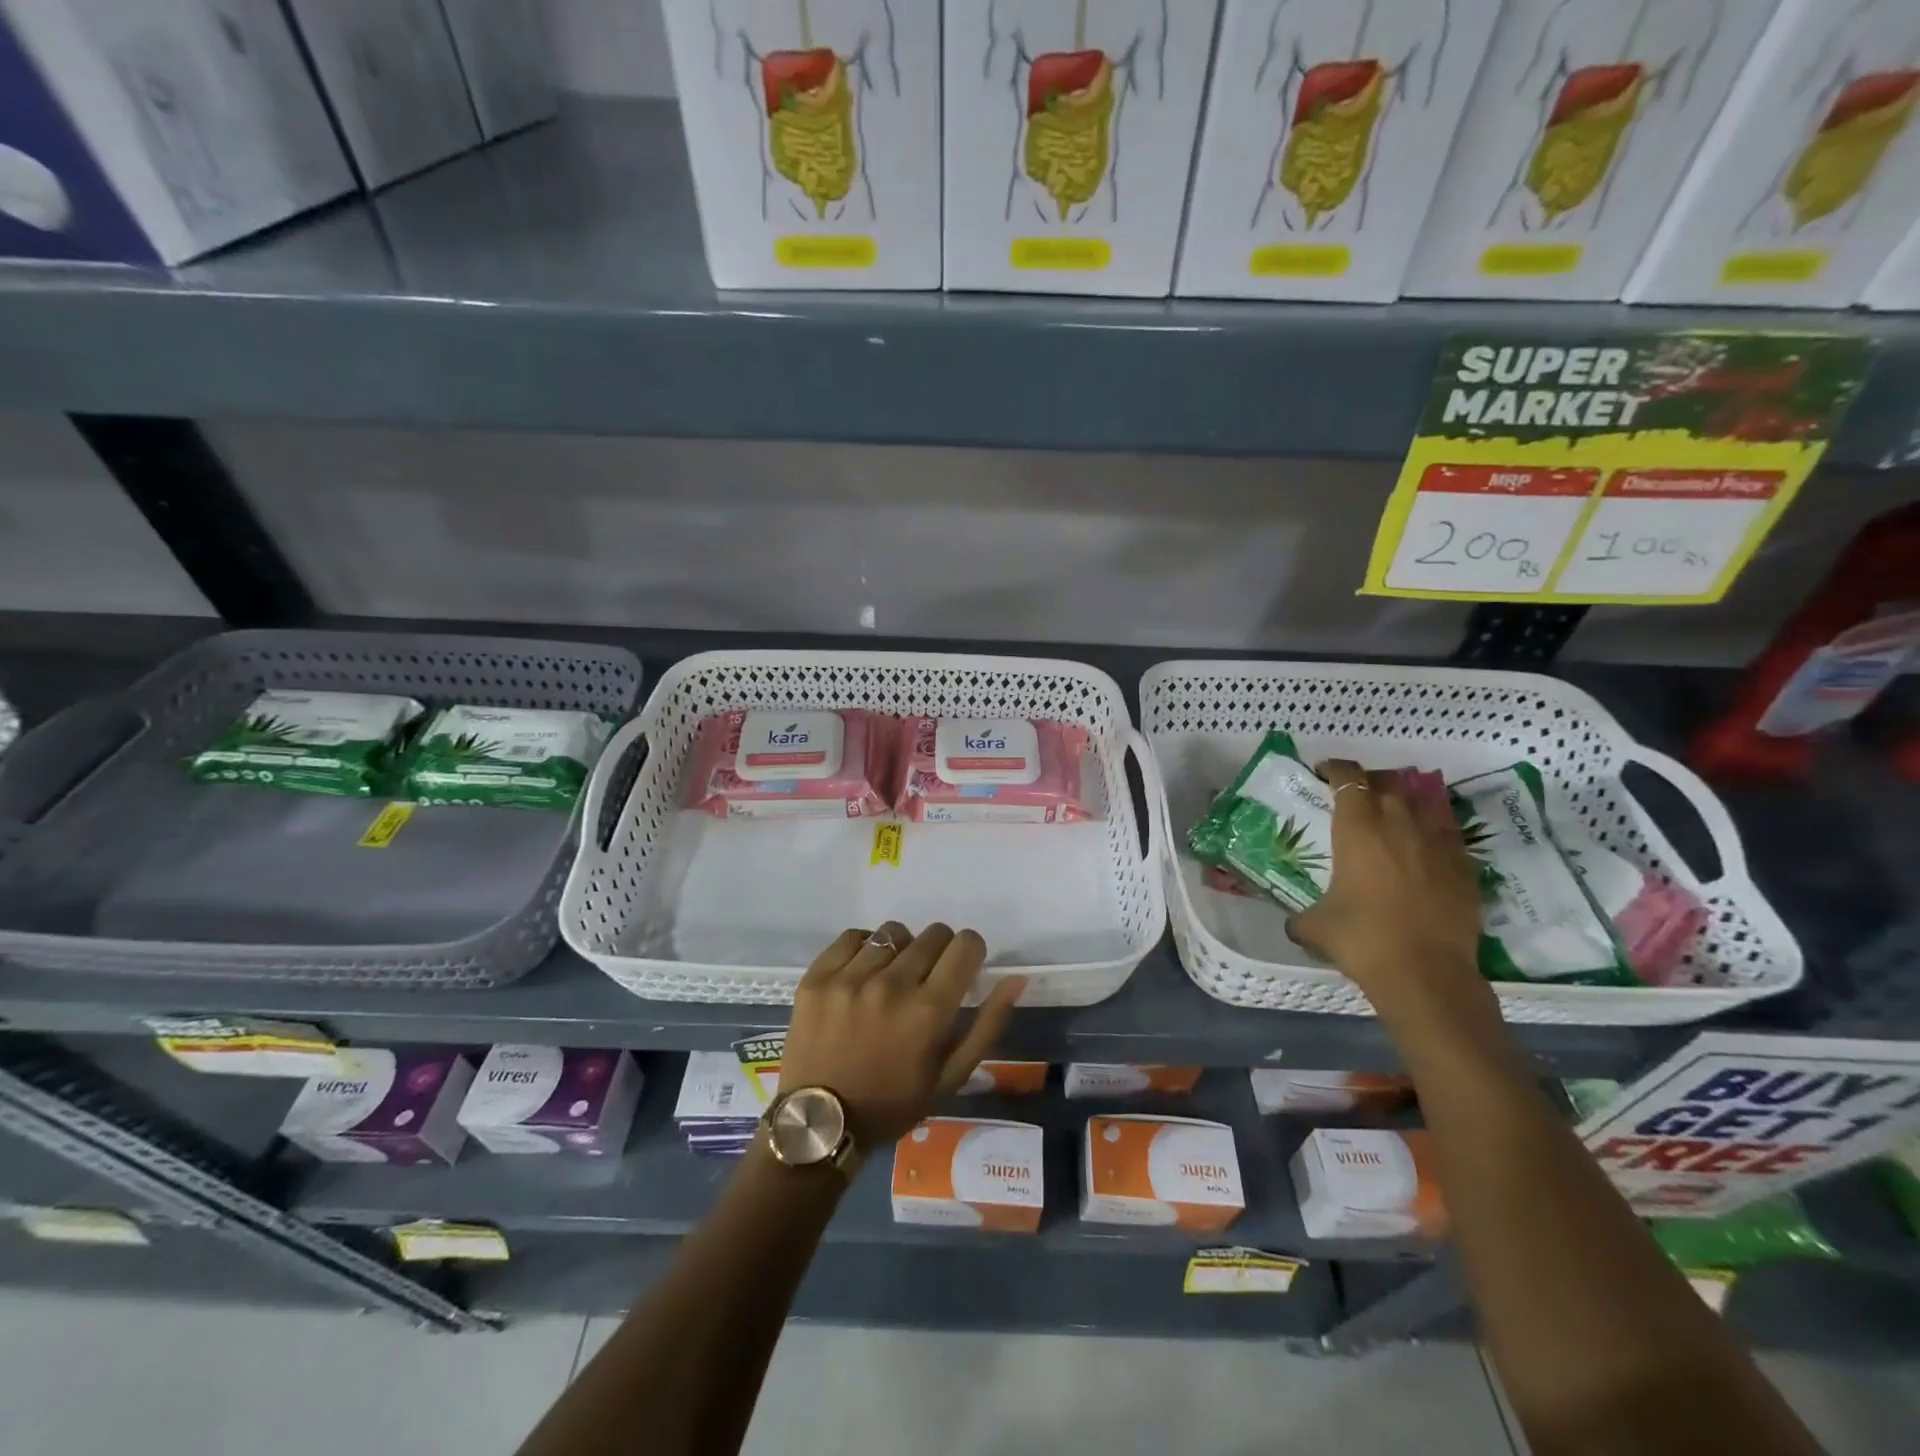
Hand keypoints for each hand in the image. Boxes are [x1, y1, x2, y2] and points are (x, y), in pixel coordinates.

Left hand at [781, 923, 1025, 1147]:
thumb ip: (987, 1024)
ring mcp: (850, 978)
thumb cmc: (893, 1104)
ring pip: (892, 932)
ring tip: (890, 978)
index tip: (962, 970)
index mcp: (929, 1010)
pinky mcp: (817, 977)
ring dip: (901, 949)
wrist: (819, 1124)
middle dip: (939, 952)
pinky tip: (862, 974)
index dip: (970, 952)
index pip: (965, 944)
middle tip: (926, 980)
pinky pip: (852, 937)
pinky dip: (864, 949)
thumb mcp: (951, 1076)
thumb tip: (1016, 979)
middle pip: (932, 934)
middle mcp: (892, 984)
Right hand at [1286, 761, 1483, 1006]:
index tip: (1324, 772)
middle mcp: (1400, 824)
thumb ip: (1301, 916)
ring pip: (1423, 805)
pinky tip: (1422, 852)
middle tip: (1356, 796)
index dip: (1335, 769)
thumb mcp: (1314, 926)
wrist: (1425, 973)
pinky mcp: (1465, 867)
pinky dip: (1432, 834)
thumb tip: (1294, 924)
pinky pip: (1447, 836)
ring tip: (1393, 817)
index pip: (1348, 778)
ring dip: (1405, 803)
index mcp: (1358, 828)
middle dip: (1370, 782)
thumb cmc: (1361, 939)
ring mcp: (1437, 844)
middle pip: (1388, 784)